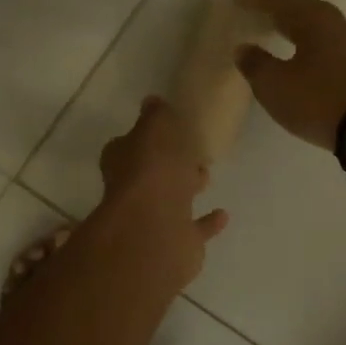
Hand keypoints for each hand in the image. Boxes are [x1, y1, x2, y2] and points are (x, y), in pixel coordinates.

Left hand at [97, 96, 228, 282]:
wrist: (157, 230)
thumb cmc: (154, 171)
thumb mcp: (156, 128)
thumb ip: (157, 116)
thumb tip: (152, 101)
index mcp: (123, 161)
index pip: (129, 144)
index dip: (146, 136)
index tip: (167, 127)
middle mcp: (134, 191)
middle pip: (152, 173)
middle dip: (169, 163)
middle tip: (192, 150)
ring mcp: (154, 219)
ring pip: (172, 200)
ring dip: (186, 189)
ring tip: (206, 175)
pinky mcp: (177, 242)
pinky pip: (194, 229)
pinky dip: (207, 222)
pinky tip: (222, 214)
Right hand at [233, 0, 345, 176]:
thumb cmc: (319, 100)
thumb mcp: (275, 85)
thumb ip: (255, 64)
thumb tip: (244, 48)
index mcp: (313, 18)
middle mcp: (336, 24)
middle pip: (300, 9)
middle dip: (276, 8)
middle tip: (253, 7)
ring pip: (316, 27)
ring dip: (294, 26)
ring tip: (275, 29)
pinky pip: (327, 46)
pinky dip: (308, 44)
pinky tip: (302, 55)